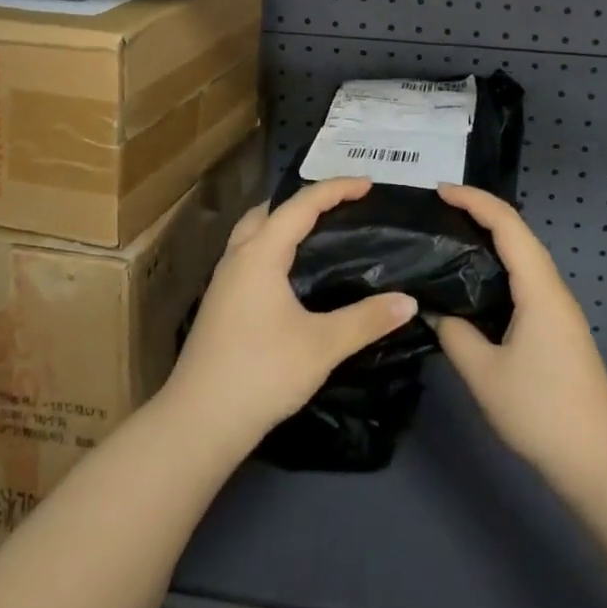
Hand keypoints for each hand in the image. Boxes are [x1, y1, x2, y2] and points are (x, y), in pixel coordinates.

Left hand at [160, 176, 417, 456]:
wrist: (198, 423)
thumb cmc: (261, 373)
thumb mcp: (322, 346)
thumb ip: (366, 320)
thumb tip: (408, 301)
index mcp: (261, 253)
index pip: (301, 205)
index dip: (336, 189)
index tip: (368, 184)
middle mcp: (238, 257)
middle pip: (269, 211)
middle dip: (304, 201)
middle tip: (339, 207)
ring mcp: (223, 281)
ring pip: (253, 233)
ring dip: (282, 223)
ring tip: (316, 233)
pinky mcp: (219, 304)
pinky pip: (248, 255)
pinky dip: (272, 246)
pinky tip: (290, 274)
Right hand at [433, 185, 606, 489]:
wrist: (599, 461)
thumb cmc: (542, 411)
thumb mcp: (484, 374)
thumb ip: (454, 334)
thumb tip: (434, 310)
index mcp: (539, 288)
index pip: (507, 224)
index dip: (474, 200)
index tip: (439, 191)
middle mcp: (552, 287)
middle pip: (517, 232)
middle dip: (479, 212)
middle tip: (437, 211)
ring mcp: (558, 307)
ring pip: (522, 255)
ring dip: (490, 237)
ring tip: (449, 237)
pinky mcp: (557, 326)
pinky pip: (525, 277)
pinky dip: (498, 264)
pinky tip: (474, 281)